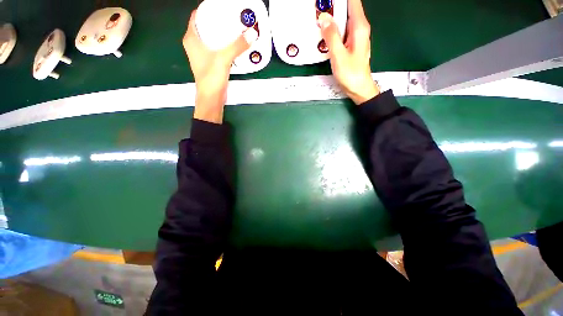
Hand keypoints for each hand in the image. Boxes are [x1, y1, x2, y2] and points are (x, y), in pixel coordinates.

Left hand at [182, 10, 257, 122]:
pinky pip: (216, 48)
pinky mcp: (209, 63)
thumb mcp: (223, 58)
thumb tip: (252, 33)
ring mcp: (202, 55)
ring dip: (221, 33)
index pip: (197, 16)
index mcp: (191, 39)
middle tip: (231, 16)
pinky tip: (233, 44)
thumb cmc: (211, 78)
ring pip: (210, 38)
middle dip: (217, 20)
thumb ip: (237, 46)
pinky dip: (223, 44)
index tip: (221, 7)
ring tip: (234, 28)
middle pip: (205, 26)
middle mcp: (194, 45)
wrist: (211, 98)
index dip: (207, 9)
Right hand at [318, 0, 379, 104]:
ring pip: (343, 20)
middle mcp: (359, 28)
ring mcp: (355, 36)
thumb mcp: (339, 55)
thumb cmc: (351, 74)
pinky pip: (341, 31)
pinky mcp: (350, 44)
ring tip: (318, 20)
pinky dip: (333, 30)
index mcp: (359, 27)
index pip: (352, 1)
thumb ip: (331, 36)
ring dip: (331, 19)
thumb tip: (324, 18)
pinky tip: (324, 34)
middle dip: (333, 7)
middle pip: (346, 9)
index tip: (326, 1)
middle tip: (318, 10)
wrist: (358, 88)